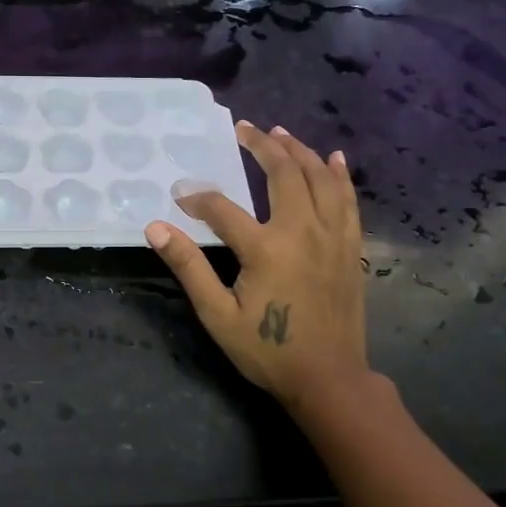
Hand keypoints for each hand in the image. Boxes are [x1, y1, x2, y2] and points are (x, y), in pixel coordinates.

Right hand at [145, 121, 369, 416]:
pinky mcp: (350, 248)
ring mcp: (332, 237)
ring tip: (281, 133)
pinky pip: (347, 200)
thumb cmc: (268, 349)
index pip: (222, 208)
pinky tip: (334, 159)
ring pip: (319, 179)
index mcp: (265, 248)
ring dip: (299, 151)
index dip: (198, 199)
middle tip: (244, 129)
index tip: (180, 196)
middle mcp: (302, 231)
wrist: (329, 378)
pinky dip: (339, 176)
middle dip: (261, 147)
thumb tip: (155, 229)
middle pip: (283, 174)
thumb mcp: (218, 315)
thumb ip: (188, 268)